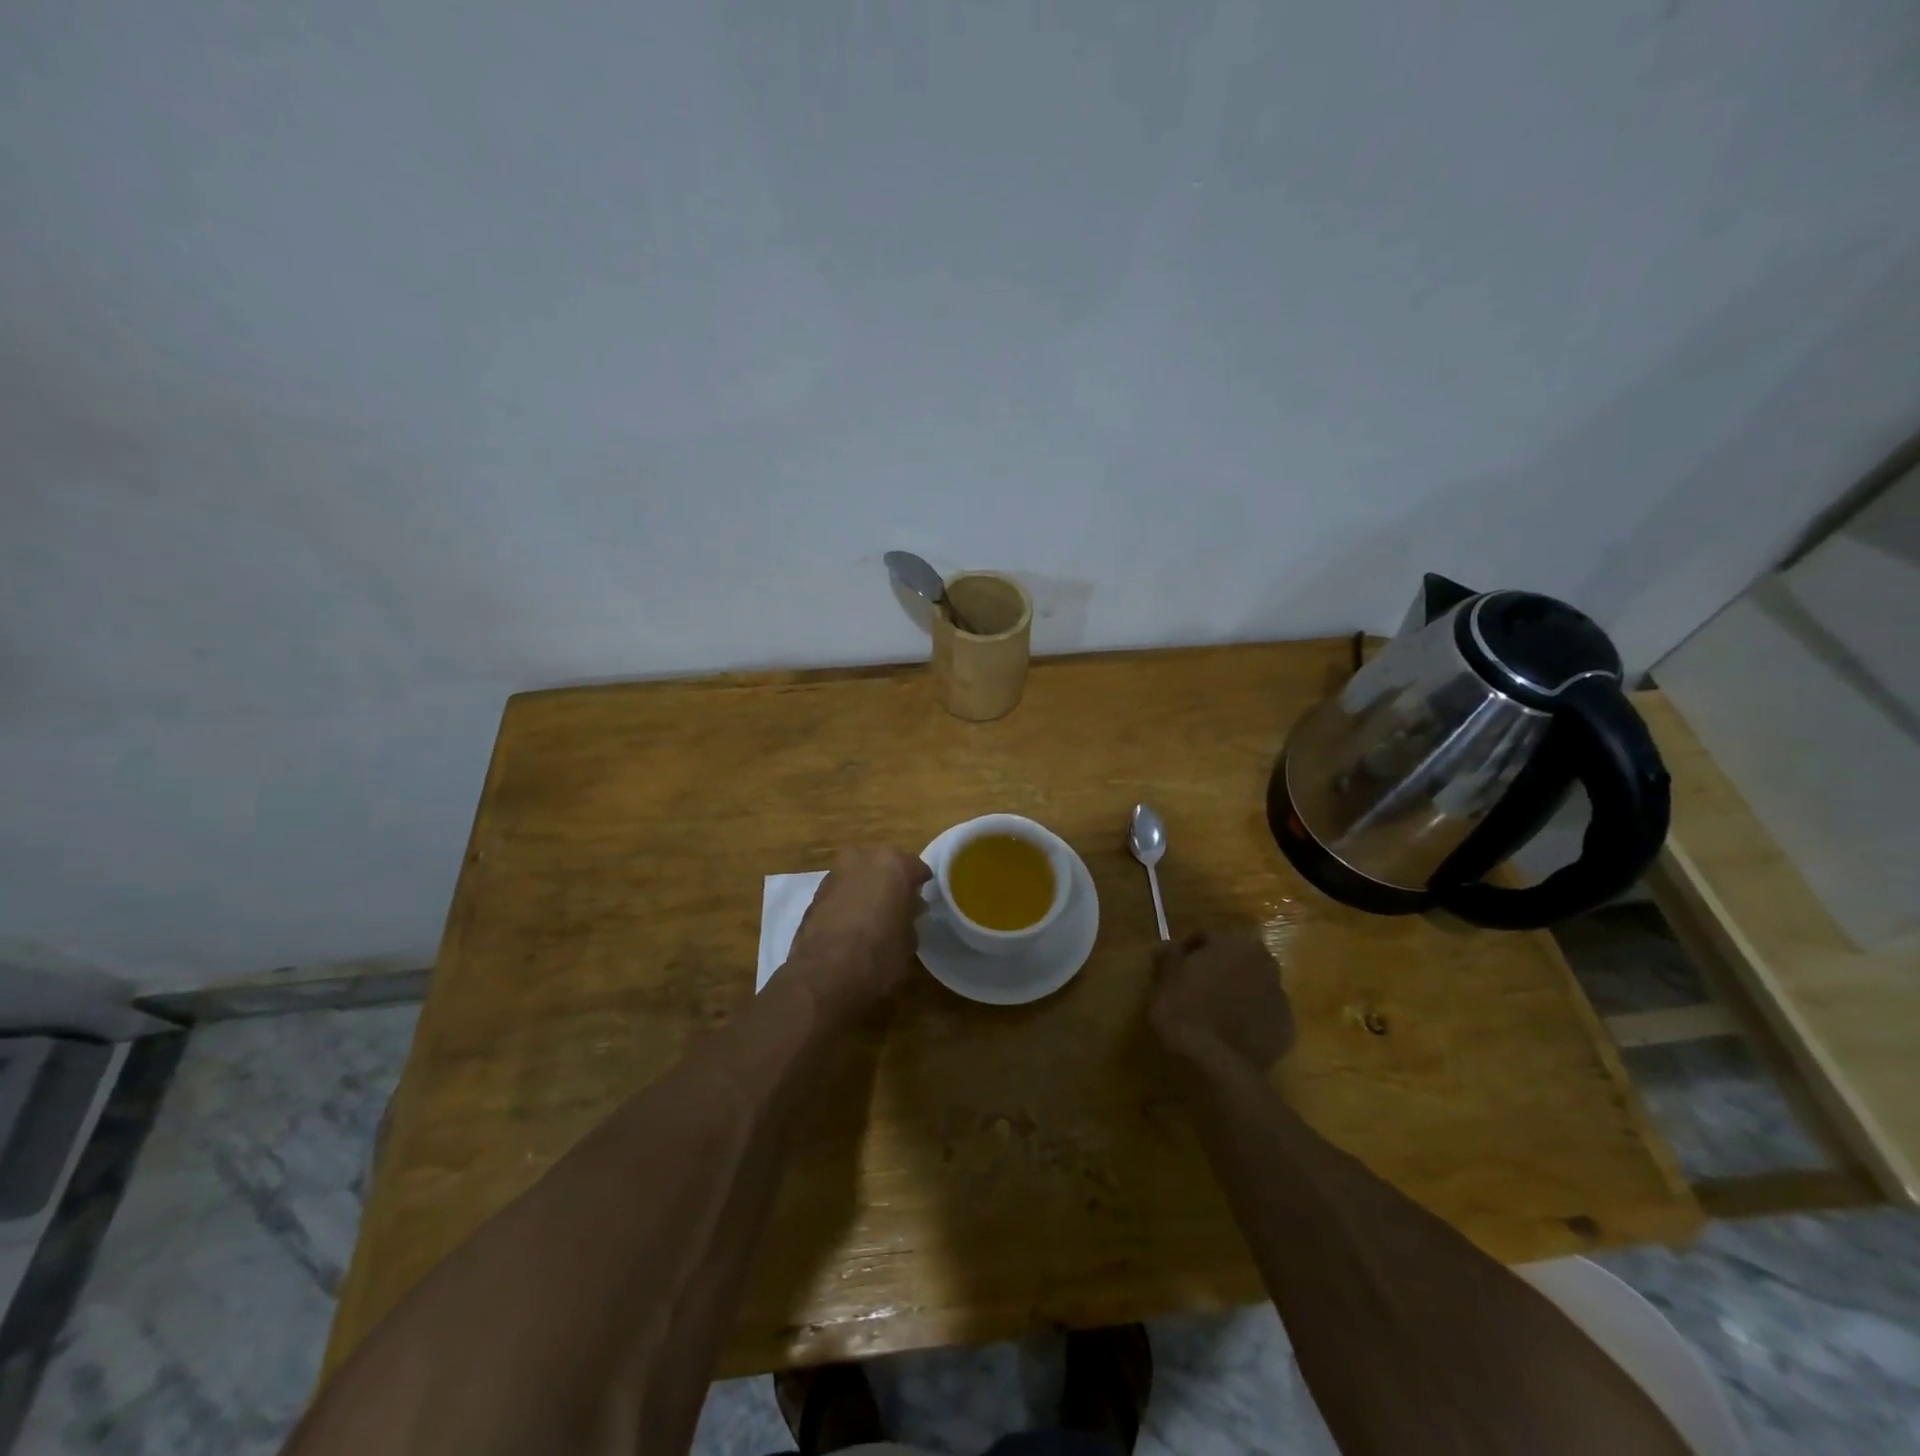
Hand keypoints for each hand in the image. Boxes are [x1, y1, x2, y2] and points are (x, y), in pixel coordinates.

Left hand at [788, 846, 931, 1013]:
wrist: (826, 973)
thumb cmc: (880, 952)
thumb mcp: (909, 938)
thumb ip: (910, 915)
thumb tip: (908, 909)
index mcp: (893, 863)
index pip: (915, 867)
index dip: (920, 885)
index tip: (921, 901)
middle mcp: (862, 858)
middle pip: (883, 865)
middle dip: (890, 881)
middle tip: (897, 905)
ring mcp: (835, 873)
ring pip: (858, 875)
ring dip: (866, 890)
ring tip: (873, 916)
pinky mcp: (815, 893)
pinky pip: (840, 891)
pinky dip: (847, 901)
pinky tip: (851, 924)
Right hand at [1147, 925, 1295, 1072]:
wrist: (1216, 1065)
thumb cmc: (1185, 1010)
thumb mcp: (1165, 979)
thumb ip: (1168, 956)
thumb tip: (1165, 946)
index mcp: (1237, 943)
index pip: (1208, 938)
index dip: (1188, 951)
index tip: (1174, 969)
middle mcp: (1267, 964)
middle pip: (1235, 960)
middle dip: (1217, 970)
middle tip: (1194, 989)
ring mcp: (1281, 998)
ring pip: (1252, 987)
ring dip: (1235, 993)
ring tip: (1212, 1014)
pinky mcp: (1287, 1030)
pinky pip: (1262, 1016)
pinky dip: (1248, 1020)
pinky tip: (1229, 1034)